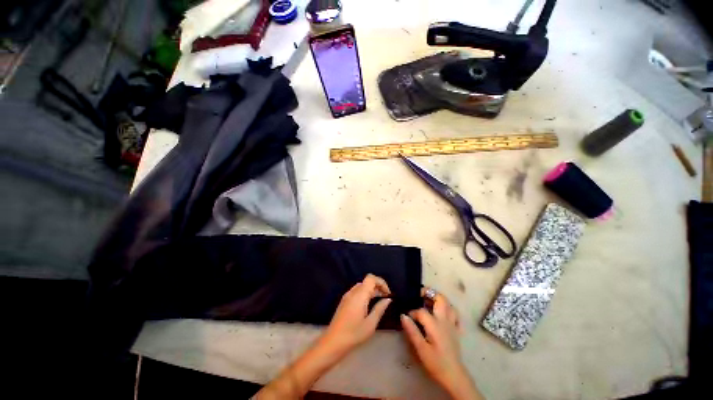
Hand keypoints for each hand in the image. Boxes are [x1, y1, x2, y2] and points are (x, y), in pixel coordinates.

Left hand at [320, 274, 392, 353]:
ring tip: (378, 301)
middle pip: (367, 281)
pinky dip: (364, 293)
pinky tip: (368, 305)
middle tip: (385, 298)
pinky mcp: (344, 301)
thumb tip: (388, 299)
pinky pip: (356, 291)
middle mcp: (353, 291)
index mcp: (360, 295)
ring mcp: (347, 296)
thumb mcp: (371, 323)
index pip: (371, 278)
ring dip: (371, 290)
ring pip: (362, 286)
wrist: (333, 342)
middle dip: (378, 287)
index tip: (388, 294)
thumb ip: (380, 309)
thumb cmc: (354, 333)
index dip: (381, 282)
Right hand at [401, 288, 481, 399]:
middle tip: (420, 294)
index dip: (412, 312)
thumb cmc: (435, 362)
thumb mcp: (421, 349)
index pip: (422, 311)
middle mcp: (445, 320)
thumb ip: (412, 331)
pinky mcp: (456, 329)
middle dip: (430, 293)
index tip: (407, 317)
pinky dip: (449, 309)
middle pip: (440, 299)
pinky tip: (442, 313)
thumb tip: (403, 315)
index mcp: (435, 325)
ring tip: (429, 301)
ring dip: (439, 299)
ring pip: (449, 304)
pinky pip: (455, 314)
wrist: (453, 376)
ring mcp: (452, 324)